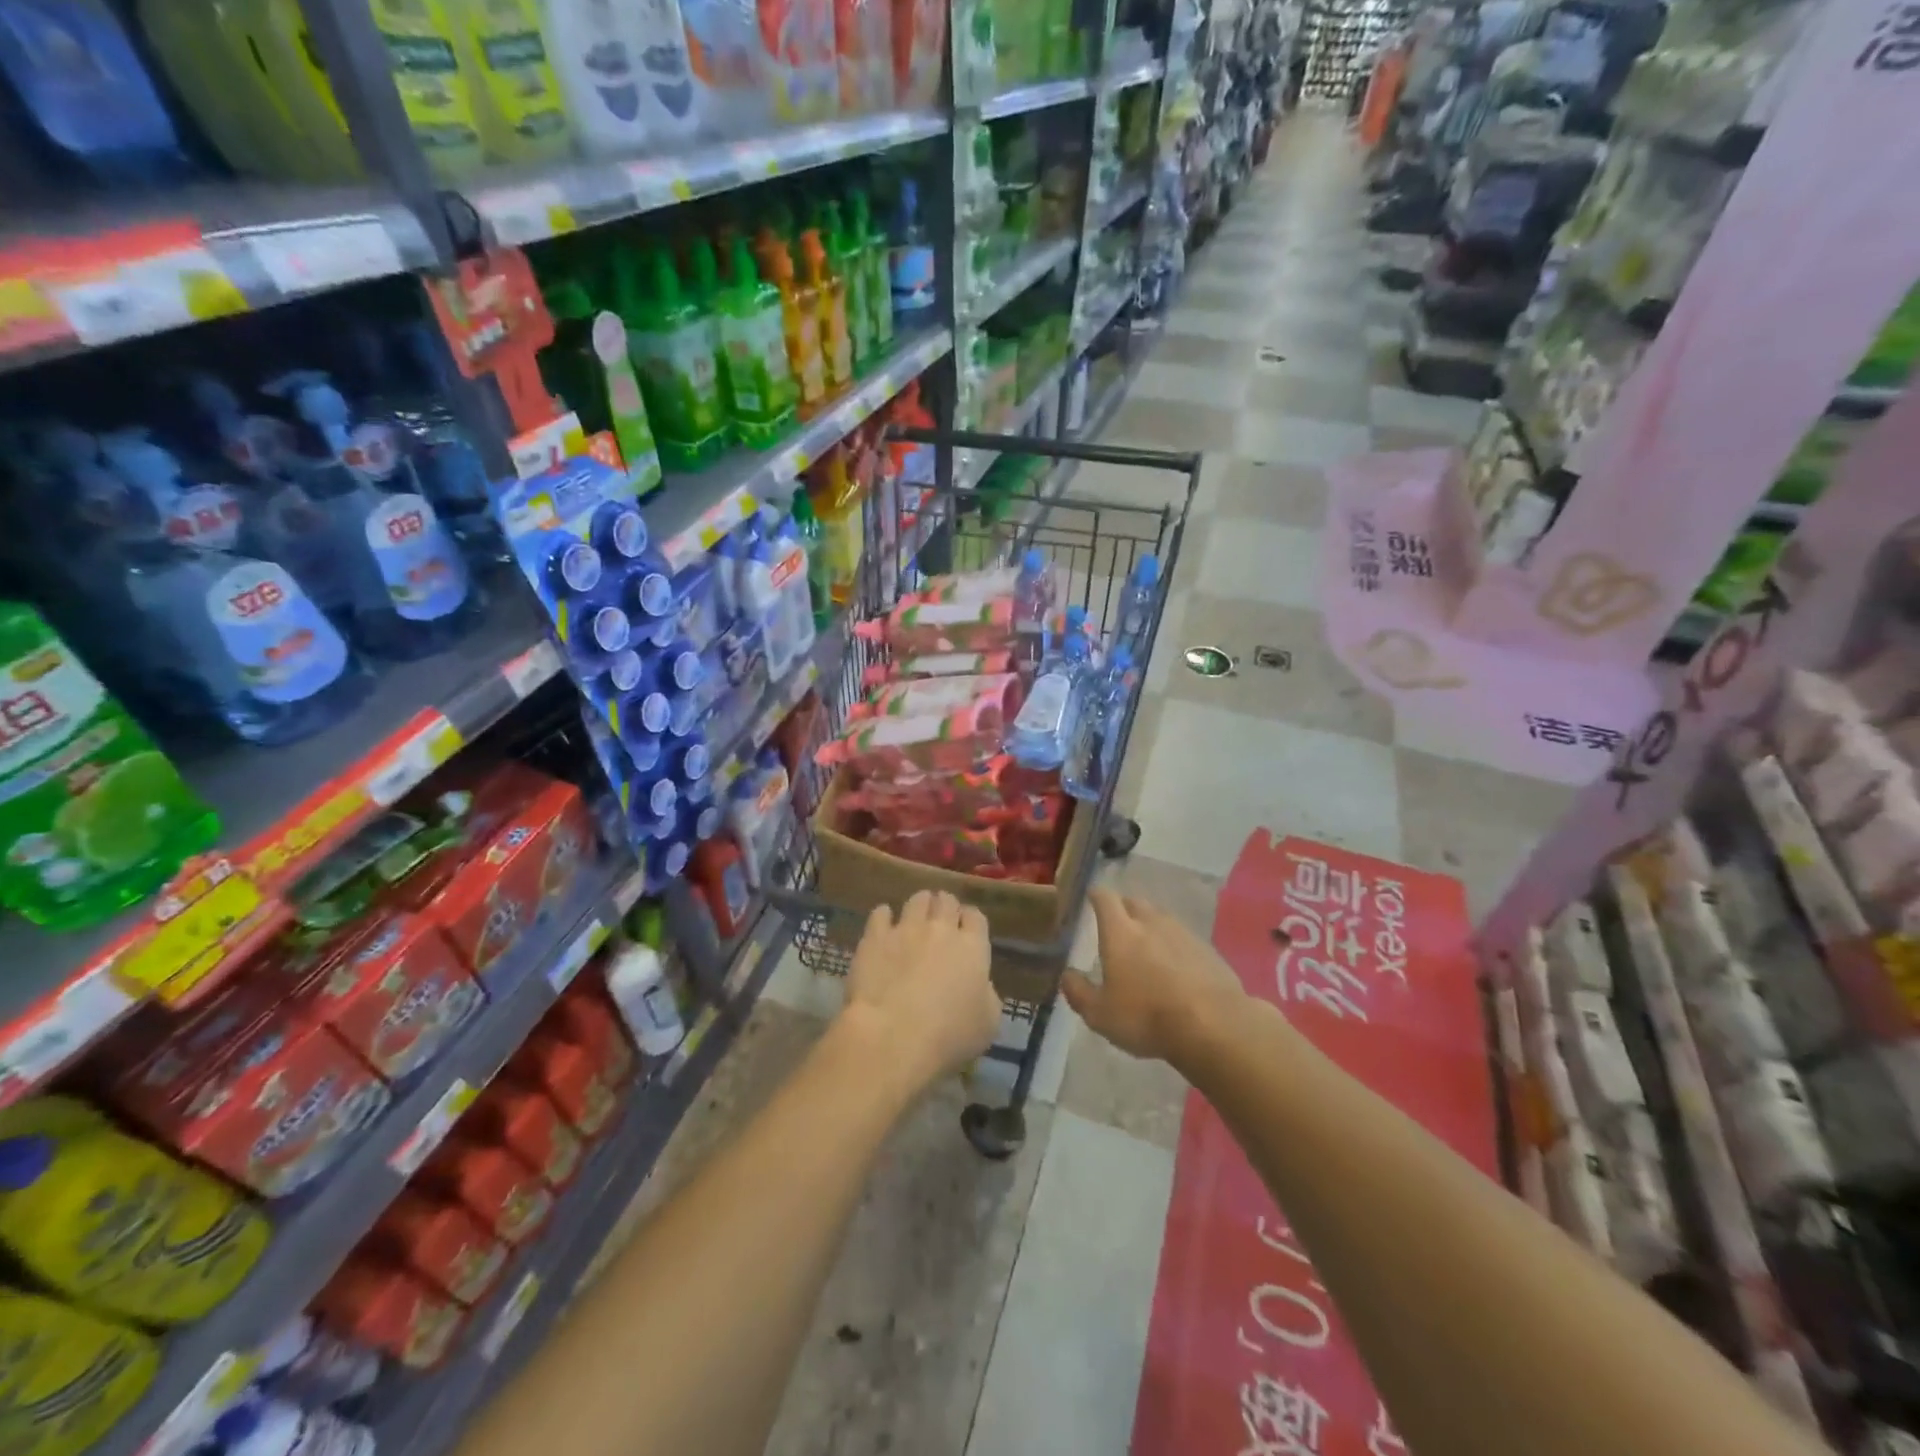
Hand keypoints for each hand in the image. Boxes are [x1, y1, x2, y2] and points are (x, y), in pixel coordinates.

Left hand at [841, 890, 1001, 1095]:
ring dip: (919, 905)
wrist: (893, 1036)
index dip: (971, 921)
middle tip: (940, 921)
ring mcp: (906, 929)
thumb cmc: (948, 1036)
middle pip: (946, 901)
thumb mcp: (988, 1023)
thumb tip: (979, 985)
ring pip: (916, 900)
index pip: (976, 917)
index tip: (967, 930)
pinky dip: (884, 917)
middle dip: (945, 907)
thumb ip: (986, 995)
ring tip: (915, 917)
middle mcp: (941, 929)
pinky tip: (883, 926)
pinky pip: (881, 913)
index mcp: (973, 947)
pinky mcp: (874, 937)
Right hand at [1062, 889, 1248, 1063]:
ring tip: (1145, 948)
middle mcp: (1151, 923)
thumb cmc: (1147, 1017)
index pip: (1104, 898)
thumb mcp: (1100, 1014)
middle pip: (1134, 903)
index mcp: (1120, 932)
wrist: (1214, 1026)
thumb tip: (1066, 975)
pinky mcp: (1208, 950)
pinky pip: (1184, 938)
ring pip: (1161, 919)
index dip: (1095, 895)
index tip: (1090, 898)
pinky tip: (1175, 968)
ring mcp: (1183, 933)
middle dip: (1123, 909)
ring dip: (1150, 926)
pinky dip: (1174, 946)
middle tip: (1116, 926)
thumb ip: (1078, 992)